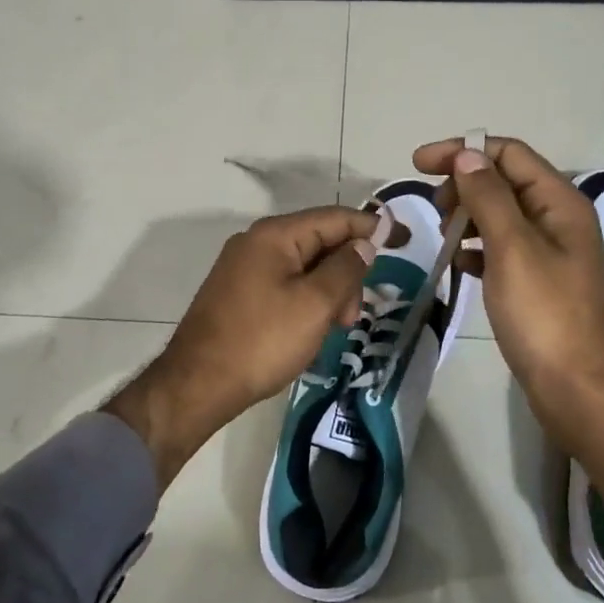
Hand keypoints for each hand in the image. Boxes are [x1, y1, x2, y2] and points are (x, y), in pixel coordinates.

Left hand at [106, 206, 377, 488]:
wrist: (198, 384)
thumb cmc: (262, 341)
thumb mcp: (315, 304)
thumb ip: (346, 268)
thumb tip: (364, 243)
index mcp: (275, 235)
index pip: (335, 218)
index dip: (372, 227)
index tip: (405, 239)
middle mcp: (256, 242)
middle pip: (319, 242)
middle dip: (346, 273)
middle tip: (352, 316)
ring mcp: (243, 268)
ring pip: (303, 267)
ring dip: (328, 292)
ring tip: (332, 330)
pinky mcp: (238, 293)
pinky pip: (285, 284)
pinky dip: (307, 301)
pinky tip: (310, 330)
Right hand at [413, 135, 603, 550]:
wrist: (580, 390)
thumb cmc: (546, 316)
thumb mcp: (513, 249)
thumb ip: (489, 198)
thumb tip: (466, 155)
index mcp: (560, 203)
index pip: (509, 153)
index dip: (463, 151)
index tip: (418, 163)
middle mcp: (559, 220)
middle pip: (505, 181)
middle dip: (464, 185)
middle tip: (432, 210)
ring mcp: (550, 253)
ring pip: (500, 216)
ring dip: (467, 216)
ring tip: (440, 237)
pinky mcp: (539, 283)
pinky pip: (501, 250)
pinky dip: (476, 249)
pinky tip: (458, 264)